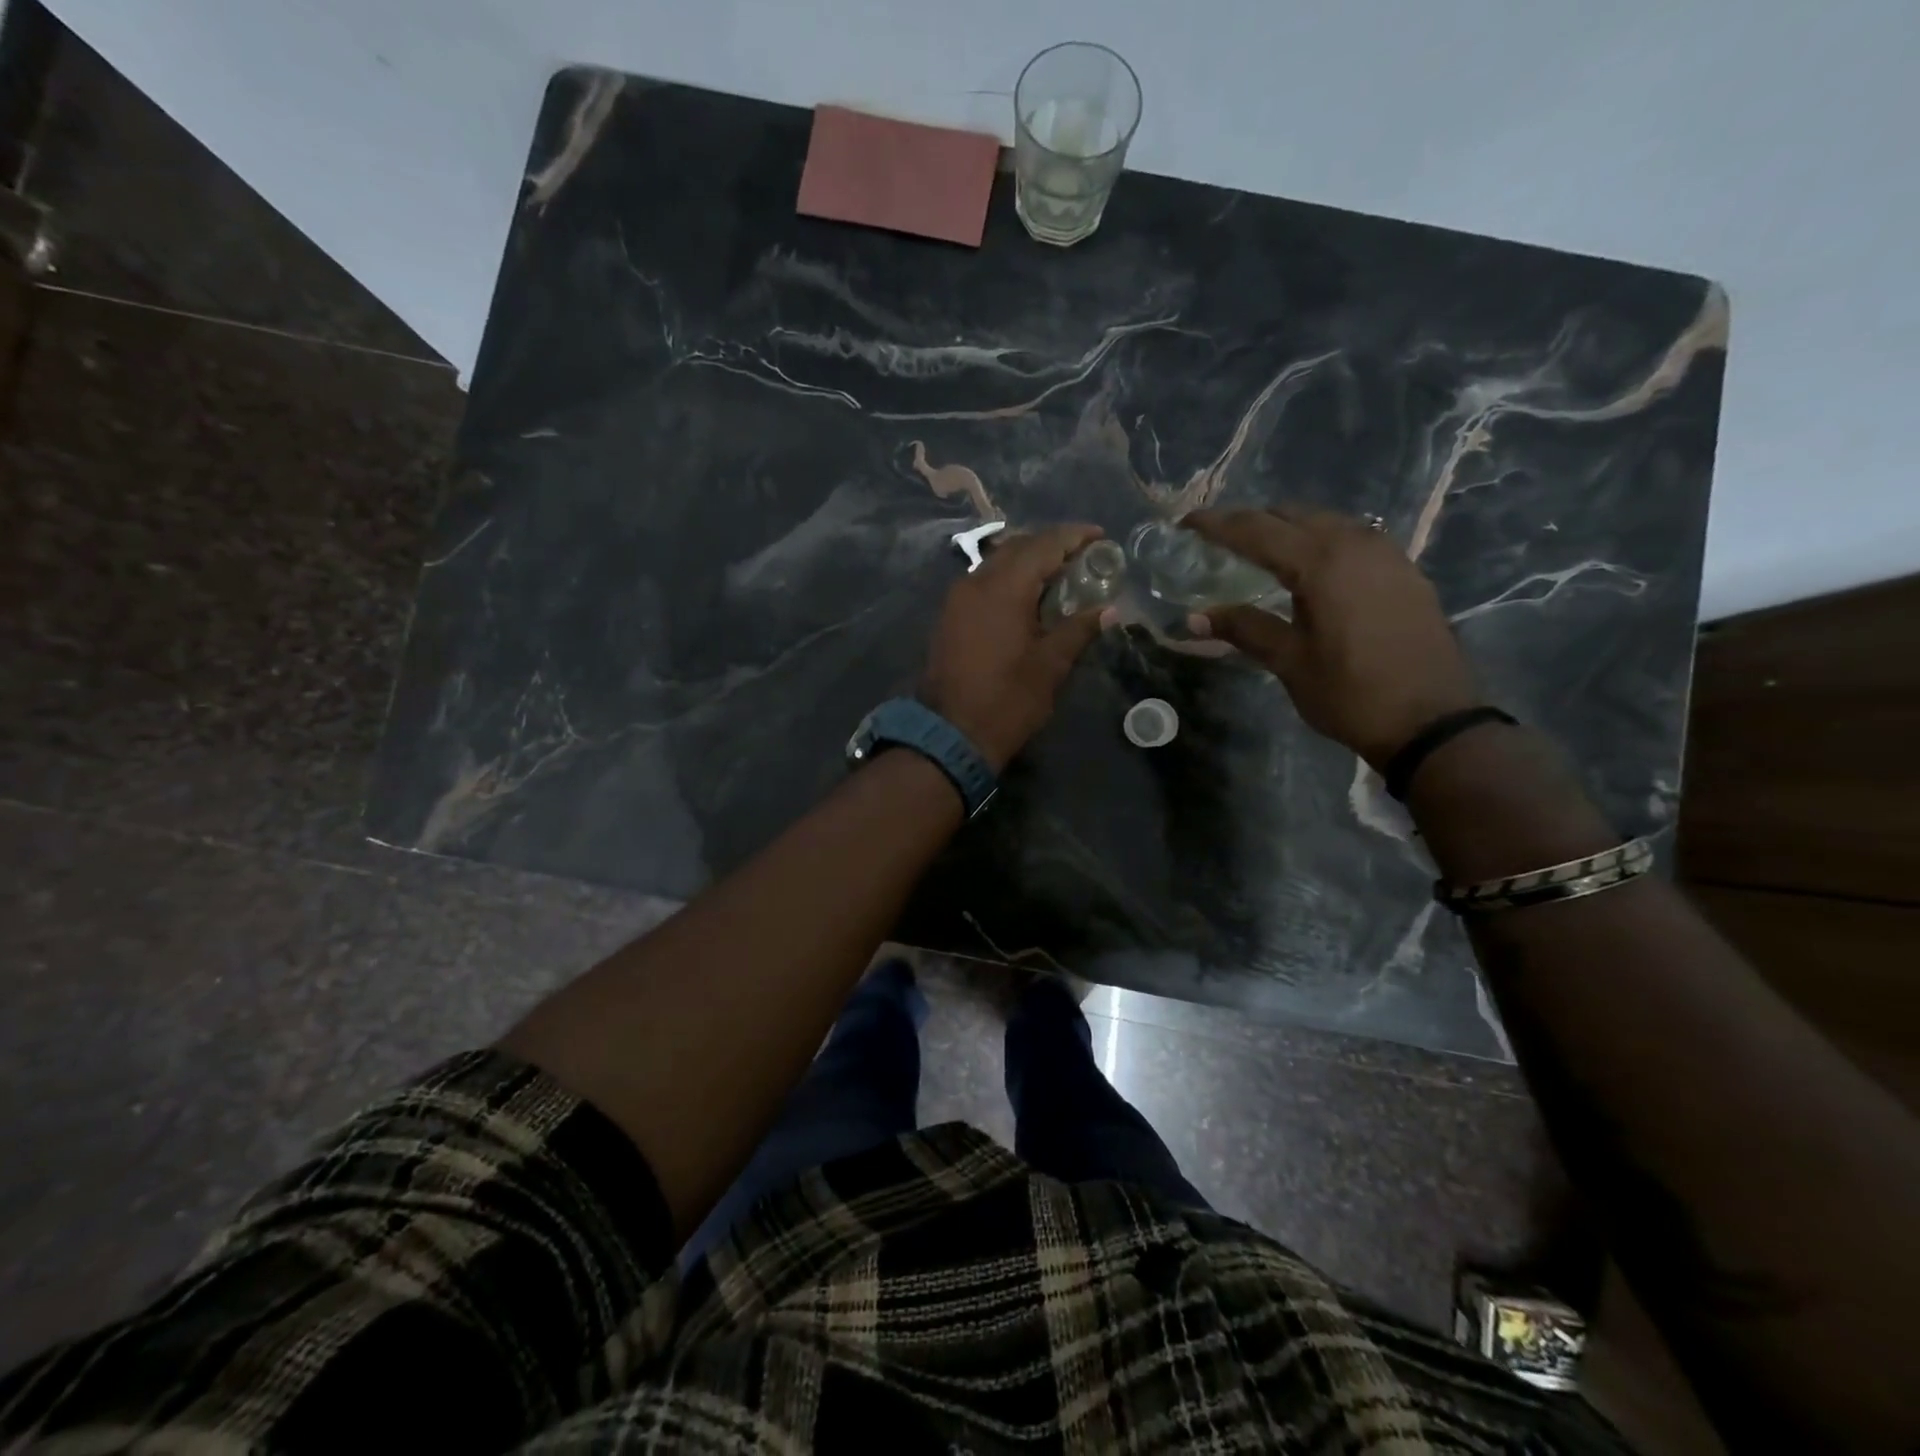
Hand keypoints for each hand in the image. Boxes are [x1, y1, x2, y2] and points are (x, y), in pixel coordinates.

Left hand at [921, 523, 1107, 770]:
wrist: (951, 734)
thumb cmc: (1008, 700)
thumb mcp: (1051, 666)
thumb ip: (1079, 629)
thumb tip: (1110, 610)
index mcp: (1004, 587)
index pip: (1044, 545)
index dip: (1074, 536)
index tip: (1100, 536)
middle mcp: (976, 582)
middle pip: (1017, 547)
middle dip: (1050, 545)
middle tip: (1082, 556)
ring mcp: (957, 598)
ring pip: (996, 563)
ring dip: (1027, 561)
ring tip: (1058, 575)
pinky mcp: (949, 616)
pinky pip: (983, 582)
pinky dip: (1008, 579)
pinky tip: (1027, 597)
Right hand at [1186, 508, 1478, 768]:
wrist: (1432, 721)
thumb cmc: (1351, 693)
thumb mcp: (1289, 662)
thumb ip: (1244, 629)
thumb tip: (1194, 618)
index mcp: (1321, 562)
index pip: (1257, 530)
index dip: (1218, 524)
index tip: (1186, 522)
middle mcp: (1355, 544)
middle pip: (1292, 515)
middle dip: (1252, 521)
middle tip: (1219, 538)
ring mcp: (1386, 554)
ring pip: (1326, 522)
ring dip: (1288, 528)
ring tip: (1260, 549)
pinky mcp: (1404, 570)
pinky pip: (1352, 538)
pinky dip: (1321, 541)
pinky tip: (1310, 567)